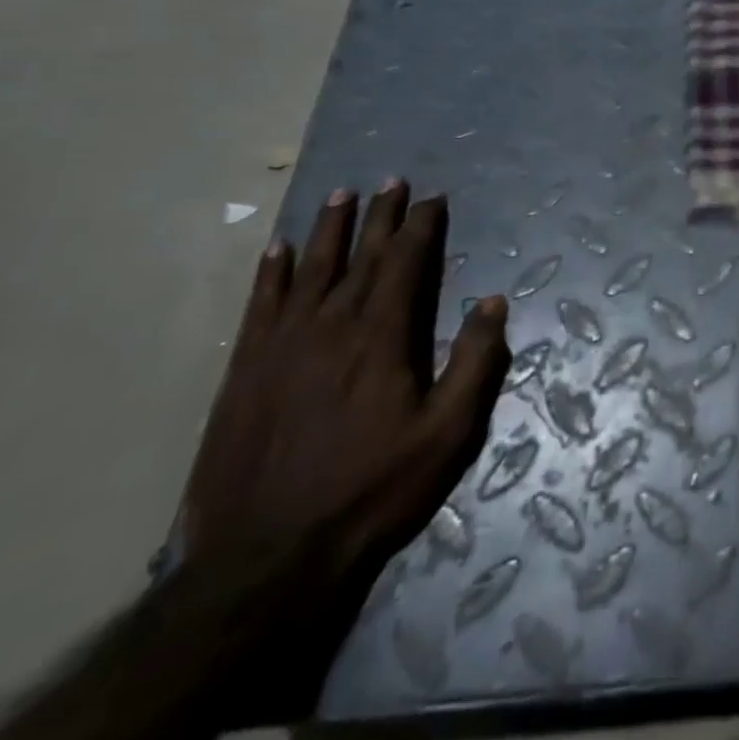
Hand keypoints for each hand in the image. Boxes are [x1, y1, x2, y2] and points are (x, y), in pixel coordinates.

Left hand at [179, 181, 510, 717]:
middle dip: (380, 215)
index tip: (432, 198)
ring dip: (328, 229)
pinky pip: (260, 305)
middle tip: (392, 180)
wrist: (266, 558)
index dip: (421, 226)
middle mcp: (331, 325)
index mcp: (381, 336)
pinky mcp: (244, 371)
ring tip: (340, 195)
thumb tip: (494, 302)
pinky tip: (277, 251)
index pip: (405, 262)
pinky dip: (271, 273)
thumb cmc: (371, 491)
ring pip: (310, 269)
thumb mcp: (447, 434)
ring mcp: (282, 345)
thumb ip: (475, 363)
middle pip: (360, 255)